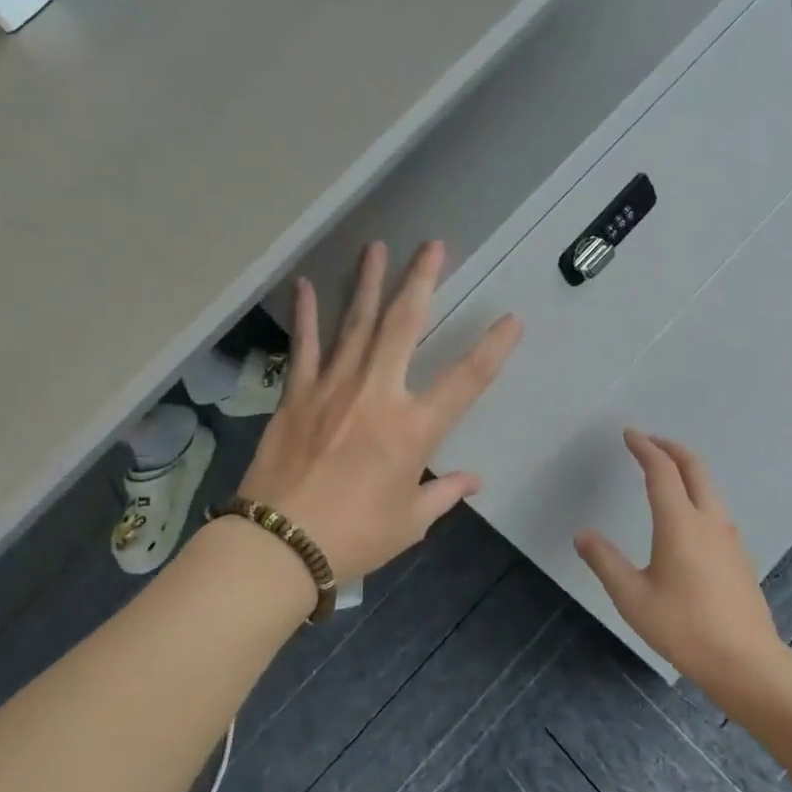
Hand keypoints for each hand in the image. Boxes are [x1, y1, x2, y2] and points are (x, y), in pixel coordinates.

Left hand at [238, 241, 521, 585]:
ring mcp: (333, 389)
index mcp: (413, 429)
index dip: (493, 348)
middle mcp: (377, 395)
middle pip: (404, 326)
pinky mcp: (297, 395)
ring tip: (377, 247)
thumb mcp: (409, 522)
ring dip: (369, 283)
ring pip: (356, 324)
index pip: (466, 380)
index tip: (512, 319)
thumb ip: (443, 494)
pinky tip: (304, 285)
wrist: (279, 546)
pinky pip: (305, 348)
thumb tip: (473, 481)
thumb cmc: (354, 537)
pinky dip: (306, 316)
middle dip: (421, 281)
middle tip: (432, 246)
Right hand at [575, 431, 780, 689]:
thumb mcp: (632, 598)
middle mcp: (708, 520)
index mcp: (680, 523)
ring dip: (686, 468)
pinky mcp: (739, 555)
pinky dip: (697, 491)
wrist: (746, 662)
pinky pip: (715, 506)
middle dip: (670, 447)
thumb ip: (605, 562)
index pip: (662, 470)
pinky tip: (686, 514)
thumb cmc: (684, 628)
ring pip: (709, 486)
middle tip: (649, 441)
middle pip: (694, 467)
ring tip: (665, 472)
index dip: (644, 448)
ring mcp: (729, 537)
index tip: (629, 434)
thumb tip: (582, 534)